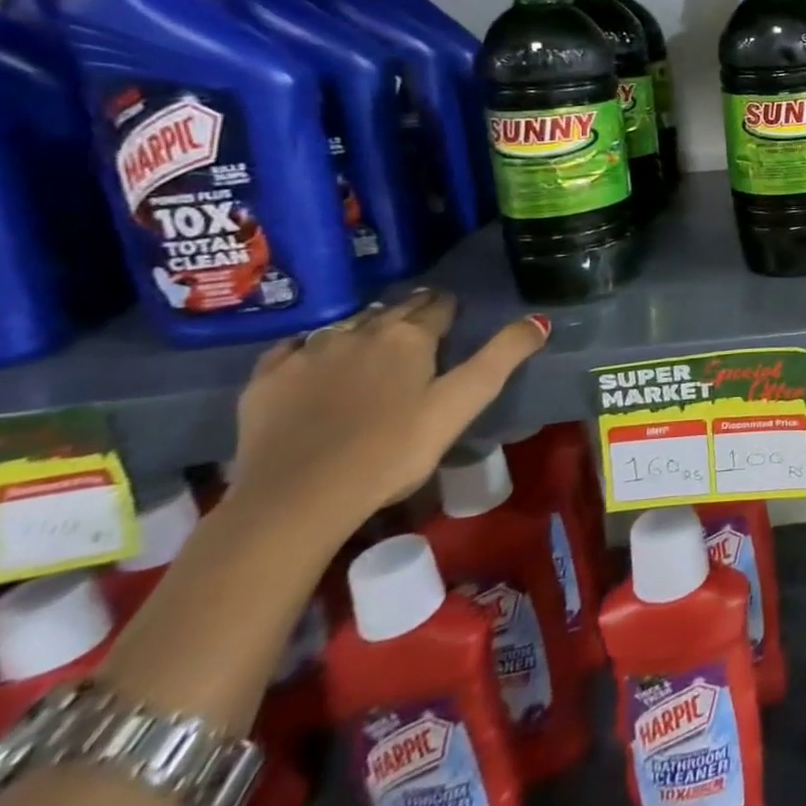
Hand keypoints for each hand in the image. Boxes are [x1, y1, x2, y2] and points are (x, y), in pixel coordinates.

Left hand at [228, 291, 547, 538]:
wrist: (296, 499)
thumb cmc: (393, 451)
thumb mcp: (462, 404)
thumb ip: (503, 357)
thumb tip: (539, 319)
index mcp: (409, 336)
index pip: (438, 306)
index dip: (450, 310)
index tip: (455, 317)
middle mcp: (359, 331)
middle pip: (392, 311)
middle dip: (409, 314)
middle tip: (421, 329)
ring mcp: (308, 353)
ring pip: (345, 326)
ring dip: (364, 329)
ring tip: (373, 345)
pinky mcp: (266, 379)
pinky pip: (294, 348)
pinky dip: (311, 348)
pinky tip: (315, 362)